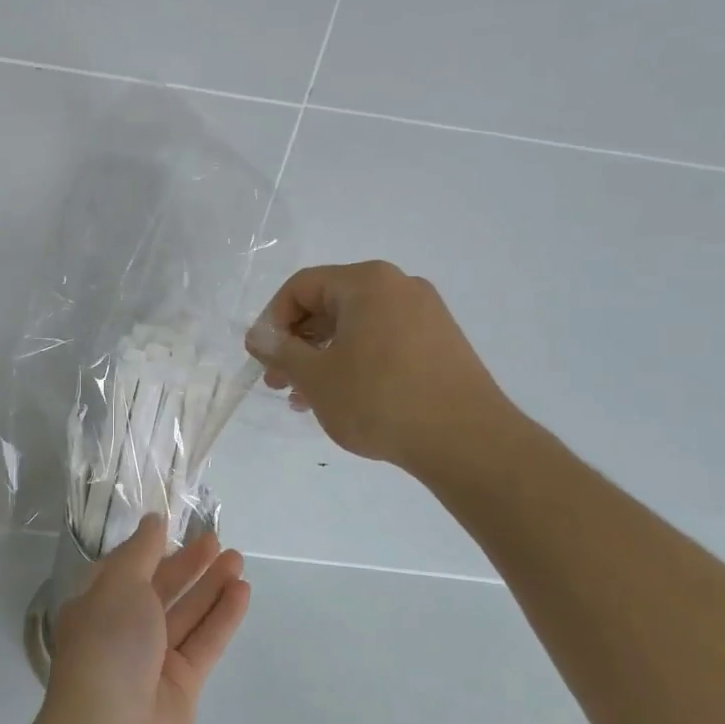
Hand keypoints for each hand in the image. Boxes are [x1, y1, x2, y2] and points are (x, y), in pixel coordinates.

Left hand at [42, 514, 249, 723]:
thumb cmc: (107, 647)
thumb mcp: (119, 585)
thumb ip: (141, 551)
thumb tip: (153, 520)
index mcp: (97, 606)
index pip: (126, 570)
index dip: (151, 548)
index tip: (177, 527)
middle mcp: (123, 631)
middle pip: (160, 590)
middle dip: (188, 565)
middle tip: (218, 541)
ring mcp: (153, 661)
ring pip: (186, 615)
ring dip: (211, 587)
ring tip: (238, 559)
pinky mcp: (182, 687)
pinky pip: (204, 642)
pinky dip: (223, 617)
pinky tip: (243, 591)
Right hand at [245, 260, 516, 480]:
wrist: (467, 441)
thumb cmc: (380, 399)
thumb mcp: (316, 377)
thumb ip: (280, 351)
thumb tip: (258, 335)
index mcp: (367, 282)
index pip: (301, 287)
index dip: (272, 320)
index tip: (262, 359)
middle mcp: (398, 287)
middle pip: (329, 305)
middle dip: (297, 344)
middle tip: (278, 382)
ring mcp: (425, 314)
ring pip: (355, 327)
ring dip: (323, 358)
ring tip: (305, 399)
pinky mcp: (440, 342)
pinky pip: (382, 341)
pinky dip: (355, 362)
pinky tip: (343, 398)